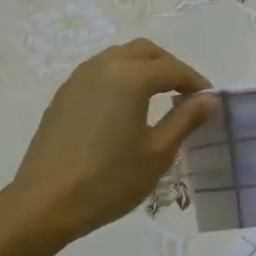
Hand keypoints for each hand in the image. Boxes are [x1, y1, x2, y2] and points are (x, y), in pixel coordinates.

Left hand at [7, 40, 217, 243]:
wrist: (45, 203)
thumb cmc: (109, 179)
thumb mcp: (157, 152)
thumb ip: (186, 119)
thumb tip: (210, 100)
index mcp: (129, 76)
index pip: (173, 69)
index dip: (196, 83)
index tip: (210, 102)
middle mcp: (102, 66)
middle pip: (145, 52)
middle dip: (170, 67)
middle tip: (186, 95)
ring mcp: (78, 79)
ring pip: (119, 58)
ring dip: (144, 69)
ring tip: (159, 99)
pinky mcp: (63, 96)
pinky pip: (99, 73)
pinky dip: (121, 79)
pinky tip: (126, 110)